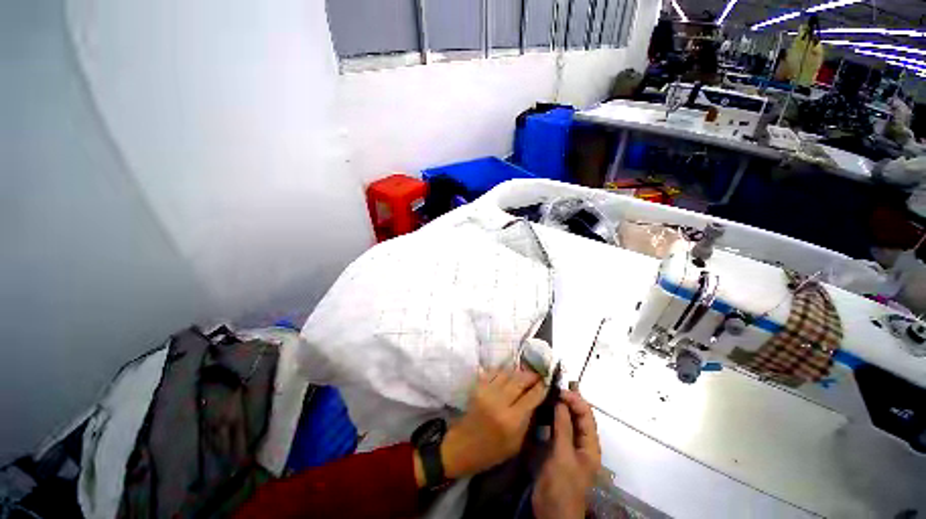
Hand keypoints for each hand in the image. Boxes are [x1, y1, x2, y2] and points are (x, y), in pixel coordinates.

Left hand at [439, 369, 547, 478]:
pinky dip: (503, 371)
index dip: (541, 388)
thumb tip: (537, 400)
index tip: (547, 383)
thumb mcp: (516, 444)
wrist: (462, 446)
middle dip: (531, 376)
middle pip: (520, 381)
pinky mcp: (478, 386)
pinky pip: (494, 372)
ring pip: (507, 373)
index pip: (531, 397)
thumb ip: (527, 421)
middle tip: (538, 375)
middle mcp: (500, 402)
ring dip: (518, 372)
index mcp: (511, 420)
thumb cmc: (492, 451)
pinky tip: (508, 374)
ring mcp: (487, 391)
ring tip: (525, 374)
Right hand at [532, 390, 601, 518]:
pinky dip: (552, 416)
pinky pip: (556, 428)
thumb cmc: (562, 486)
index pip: (586, 415)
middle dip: (569, 399)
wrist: (551, 513)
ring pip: (567, 420)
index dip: (575, 400)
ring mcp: (569, 446)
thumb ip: (563, 428)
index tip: (559, 390)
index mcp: (590, 446)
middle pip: (578, 416)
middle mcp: (582, 443)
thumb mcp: (563, 456)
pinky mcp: (557, 449)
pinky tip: (543, 409)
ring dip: (560, 406)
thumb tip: (561, 401)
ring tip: (549, 391)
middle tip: (555, 384)